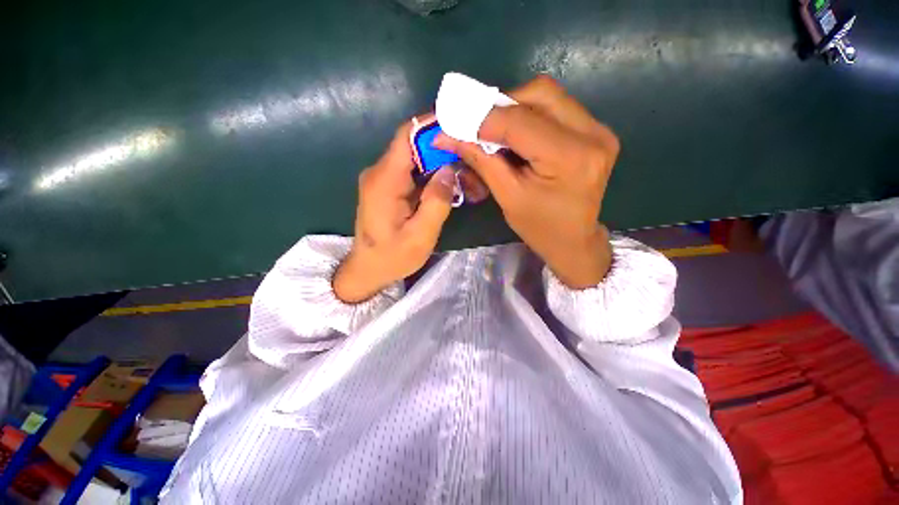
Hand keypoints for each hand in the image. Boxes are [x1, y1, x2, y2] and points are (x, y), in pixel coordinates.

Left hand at [333, 122, 455, 302]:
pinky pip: (412, 172)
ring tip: (467, 176)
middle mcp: (380, 172)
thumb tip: (450, 171)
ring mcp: (383, 179)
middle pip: (414, 146)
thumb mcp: (420, 236)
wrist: (368, 270)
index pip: (407, 136)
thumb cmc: (392, 257)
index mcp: (385, 181)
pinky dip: (432, 175)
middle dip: (444, 150)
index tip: (461, 126)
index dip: (432, 125)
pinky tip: (450, 186)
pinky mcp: (388, 188)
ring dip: (441, 164)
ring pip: (415, 159)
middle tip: (472, 160)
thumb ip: (437, 202)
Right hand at [433, 76, 620, 288]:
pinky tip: (517, 135)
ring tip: (496, 131)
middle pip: (540, 93)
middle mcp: (592, 134)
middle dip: (502, 105)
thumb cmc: (540, 228)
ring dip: (515, 107)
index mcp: (569, 158)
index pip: (519, 122)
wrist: (574, 241)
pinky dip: (530, 115)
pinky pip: (557, 108)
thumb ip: (481, 161)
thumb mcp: (508, 197)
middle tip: (479, 125)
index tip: (455, 122)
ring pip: (548, 96)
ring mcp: (599, 130)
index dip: (482, 119)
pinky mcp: (596, 131)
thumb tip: (447, 136)